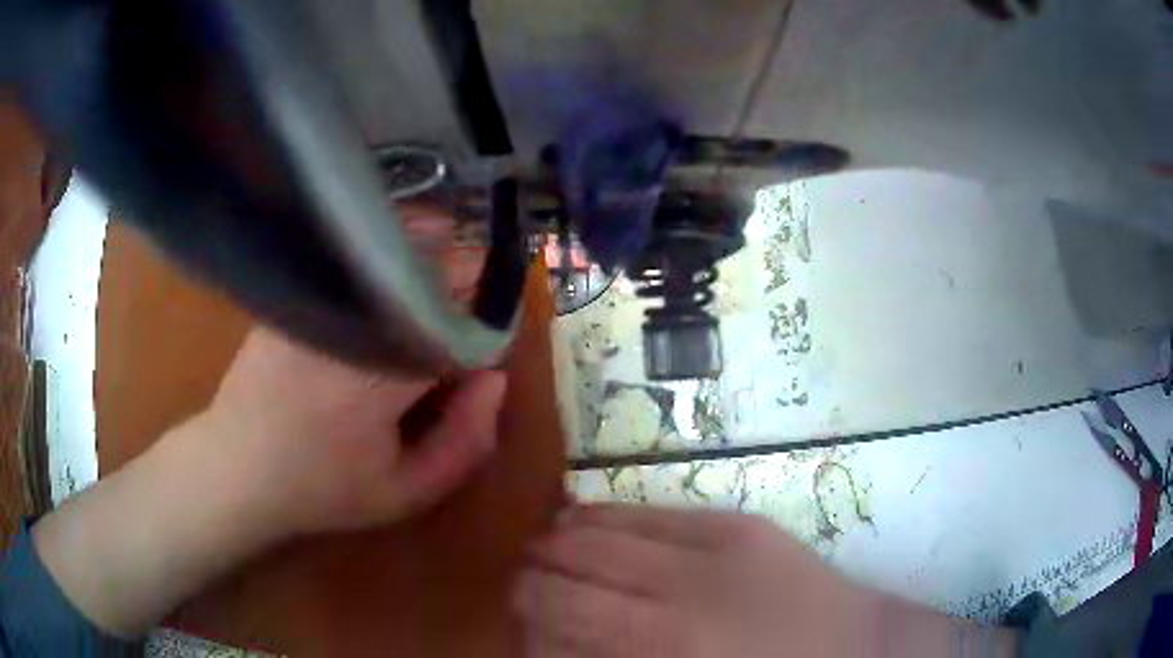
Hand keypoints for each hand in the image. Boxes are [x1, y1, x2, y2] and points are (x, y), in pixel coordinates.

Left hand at [31, 204, 505, 637]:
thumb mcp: (405, 493)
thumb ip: (465, 443)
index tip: (496, 329)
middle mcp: (351, 325)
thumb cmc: (323, 488)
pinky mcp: (296, 294)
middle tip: (477, 284)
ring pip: (388, 252)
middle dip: (462, 271)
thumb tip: (494, 379)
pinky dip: (381, 249)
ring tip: (442, 256)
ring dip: (424, 248)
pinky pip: (351, 258)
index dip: (489, 319)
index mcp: (382, 378)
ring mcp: (317, 302)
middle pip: (426, 270)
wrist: (237, 466)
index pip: (460, 324)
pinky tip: (390, 263)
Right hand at [515, 505, 1017, 657]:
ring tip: (548, 544)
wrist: (861, 651)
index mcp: (663, 642)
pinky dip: (614, 517)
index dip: (528, 605)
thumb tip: (553, 643)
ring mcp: (717, 545)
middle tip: (521, 578)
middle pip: (577, 563)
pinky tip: (596, 522)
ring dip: (569, 536)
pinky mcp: (743, 525)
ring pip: (611, 526)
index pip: (563, 608)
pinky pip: (658, 512)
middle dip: (537, 568)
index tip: (513, 610)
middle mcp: (680, 587)